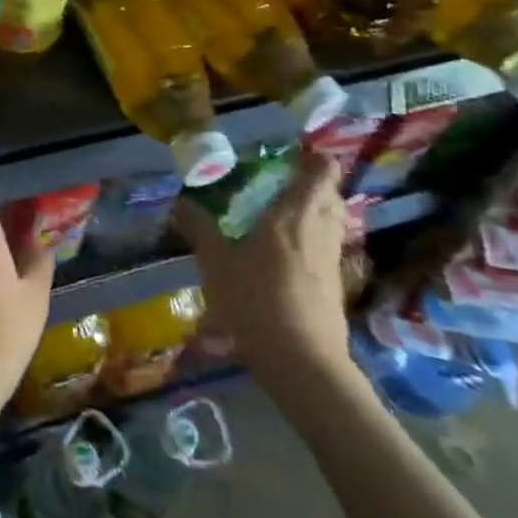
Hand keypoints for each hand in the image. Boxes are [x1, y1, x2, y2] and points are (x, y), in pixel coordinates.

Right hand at [173, 150, 351, 399]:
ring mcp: (332, 260)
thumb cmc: (257, 300)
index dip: (313, 159)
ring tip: (287, 215)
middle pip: (331, 196)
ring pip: (333, 223)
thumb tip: (181, 202)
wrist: (303, 363)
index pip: (320, 172)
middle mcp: (319, 230)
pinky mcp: (336, 287)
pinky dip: (315, 241)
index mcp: (293, 214)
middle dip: (315, 184)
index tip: (294, 154)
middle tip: (286, 183)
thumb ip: (200, 228)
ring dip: (317, 212)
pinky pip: (329, 249)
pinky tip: (292, 255)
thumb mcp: (216, 263)